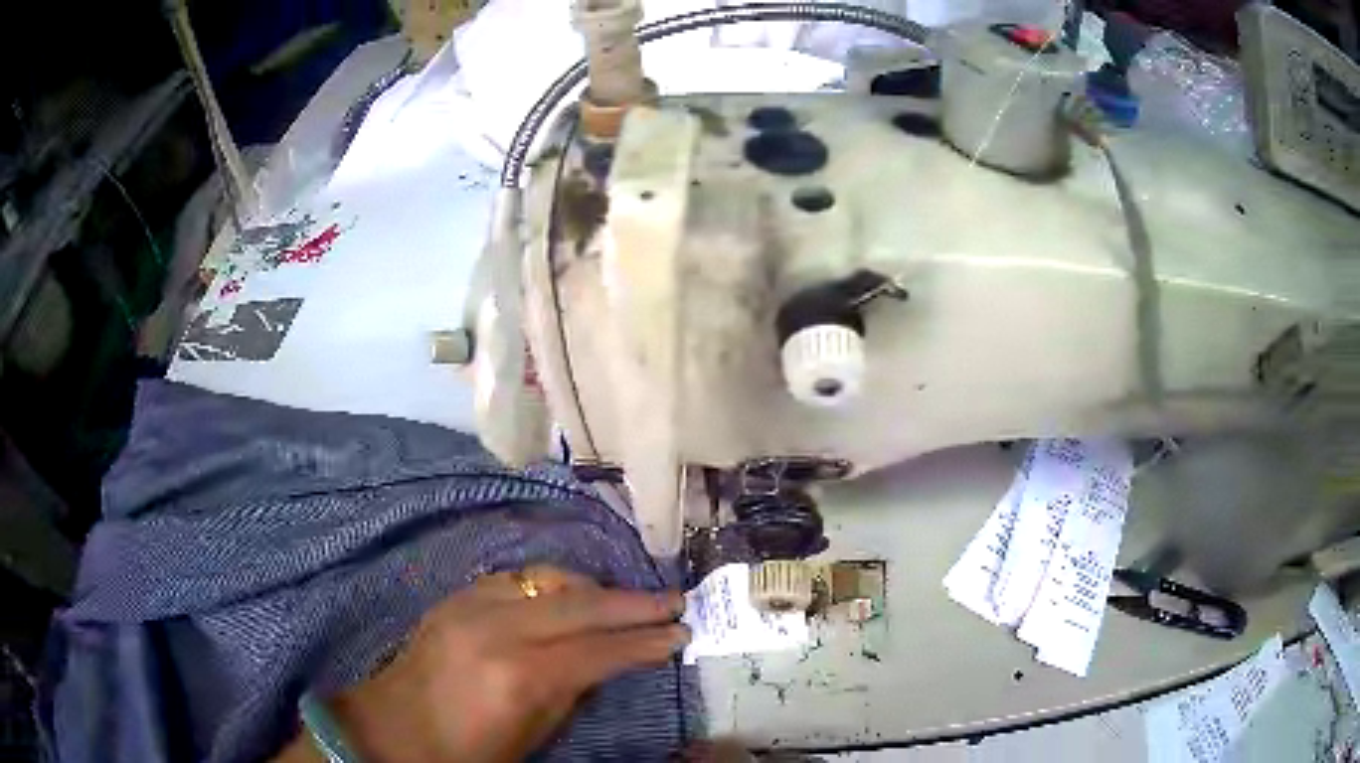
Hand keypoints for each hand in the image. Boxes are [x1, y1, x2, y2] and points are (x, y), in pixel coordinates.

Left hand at [275, 566, 688, 762]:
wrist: (391, 729)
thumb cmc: (466, 752)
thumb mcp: (531, 737)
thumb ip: (571, 694)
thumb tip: (605, 662)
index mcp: (519, 676)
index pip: (599, 649)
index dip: (645, 641)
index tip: (681, 633)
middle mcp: (498, 628)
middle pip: (581, 603)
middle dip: (634, 603)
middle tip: (674, 600)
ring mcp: (471, 605)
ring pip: (550, 579)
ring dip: (595, 588)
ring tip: (627, 600)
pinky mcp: (455, 596)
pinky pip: (518, 578)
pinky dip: (553, 585)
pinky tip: (570, 595)